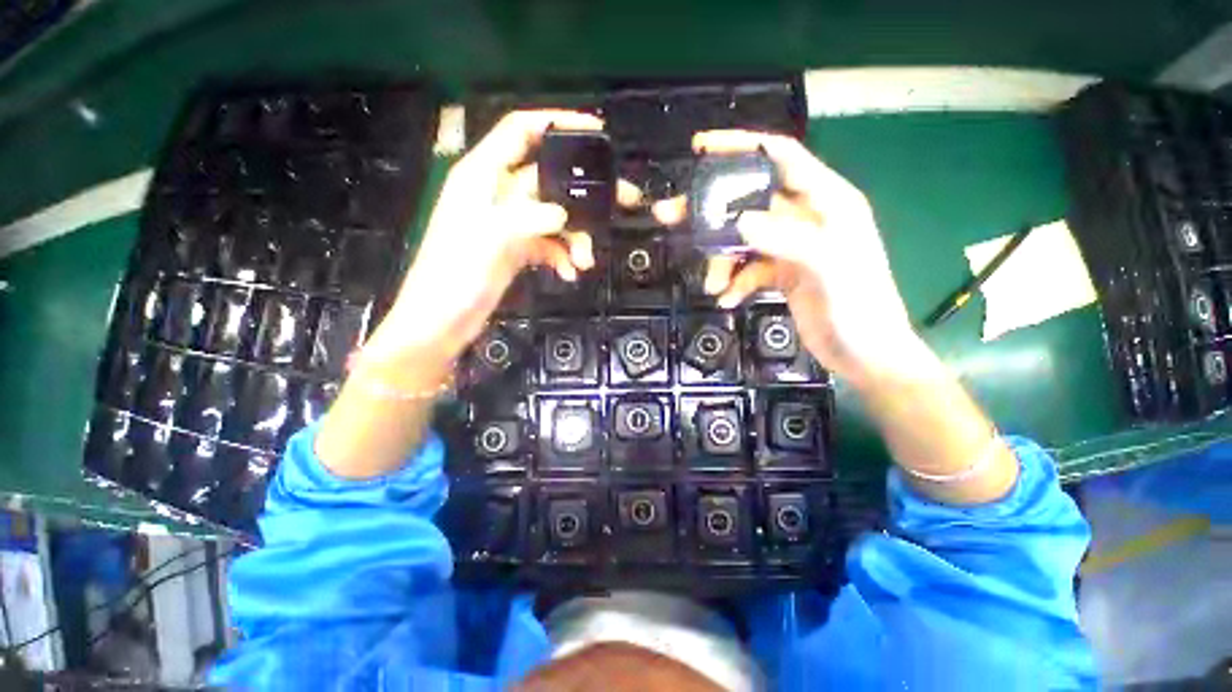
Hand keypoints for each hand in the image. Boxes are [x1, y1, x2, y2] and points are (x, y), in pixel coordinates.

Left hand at [365, 110, 637, 362]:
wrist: (442, 321)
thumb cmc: (454, 276)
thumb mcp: (489, 238)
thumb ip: (527, 218)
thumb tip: (564, 215)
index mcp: (482, 175)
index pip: (520, 131)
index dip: (556, 122)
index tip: (596, 131)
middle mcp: (498, 193)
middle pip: (550, 179)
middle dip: (583, 194)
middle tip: (622, 201)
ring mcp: (509, 223)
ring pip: (554, 216)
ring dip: (575, 236)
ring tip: (585, 261)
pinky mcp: (516, 248)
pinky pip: (549, 243)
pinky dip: (562, 256)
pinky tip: (570, 273)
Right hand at [654, 130, 920, 384]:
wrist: (865, 355)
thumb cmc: (859, 309)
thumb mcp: (828, 268)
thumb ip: (786, 239)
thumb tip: (738, 221)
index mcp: (826, 201)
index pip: (780, 157)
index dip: (741, 146)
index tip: (700, 148)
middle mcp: (806, 217)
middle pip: (748, 201)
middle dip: (710, 211)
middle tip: (670, 216)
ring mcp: (791, 246)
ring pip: (742, 239)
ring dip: (721, 260)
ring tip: (712, 285)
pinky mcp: (782, 272)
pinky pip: (748, 268)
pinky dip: (735, 282)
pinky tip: (727, 299)